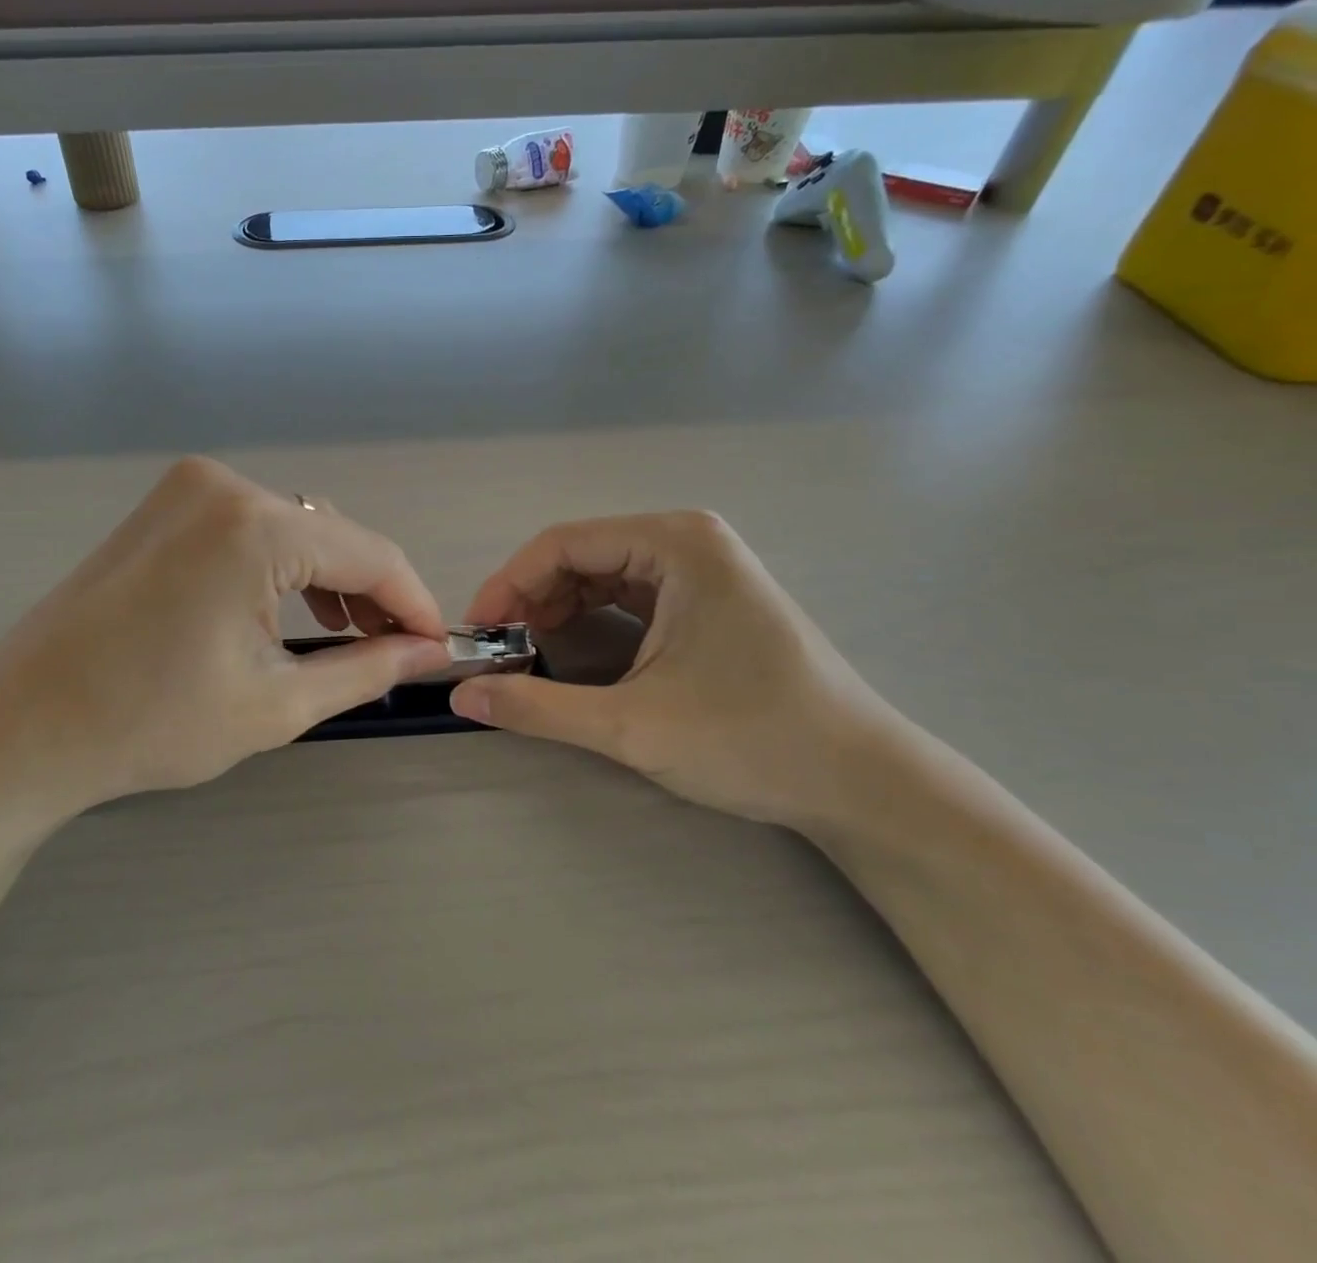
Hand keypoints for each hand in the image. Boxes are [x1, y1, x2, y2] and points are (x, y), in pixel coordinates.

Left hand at [0, 457, 450, 807]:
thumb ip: (368, 668)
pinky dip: (280, 568)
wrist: (23, 729)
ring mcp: (185, 489)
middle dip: (369, 594)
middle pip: (331, 536)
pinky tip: (289, 612)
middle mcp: (222, 485)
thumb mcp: (278, 703)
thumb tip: (427, 651)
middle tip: (392, 651)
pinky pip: (249, 529)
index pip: (370, 554)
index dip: (413, 602)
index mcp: (255, 525)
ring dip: (326, 580)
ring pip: (292, 530)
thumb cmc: (151, 723)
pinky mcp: (163, 507)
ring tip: (346, 637)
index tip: (438, 645)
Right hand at [449, 513, 893, 828]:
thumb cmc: (752, 740)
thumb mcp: (631, 725)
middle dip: (531, 600)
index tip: (477, 633)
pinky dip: (590, 620)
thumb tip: (462, 698)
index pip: (562, 544)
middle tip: (498, 651)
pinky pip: (629, 596)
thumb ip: (536, 707)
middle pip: (580, 556)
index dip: (508, 585)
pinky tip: (573, 654)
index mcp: (675, 543)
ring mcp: (703, 568)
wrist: (861, 783)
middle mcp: (688, 540)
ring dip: (557, 611)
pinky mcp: (709, 599)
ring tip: (527, 655)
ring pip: (602, 576)